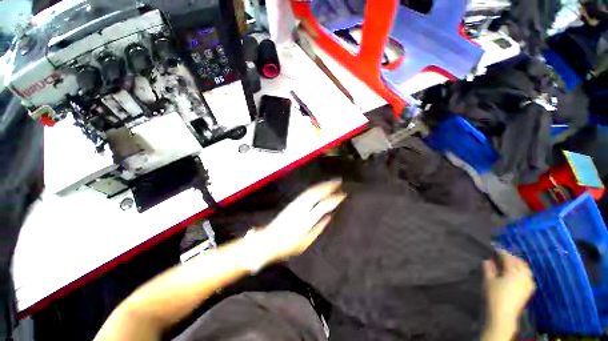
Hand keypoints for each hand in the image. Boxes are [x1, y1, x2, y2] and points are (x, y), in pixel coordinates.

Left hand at [257, 180, 346, 262]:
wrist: (266, 241)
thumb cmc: (286, 246)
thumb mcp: (305, 243)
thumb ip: (318, 229)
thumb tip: (329, 216)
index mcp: (305, 222)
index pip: (322, 206)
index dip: (334, 199)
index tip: (343, 195)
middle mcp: (299, 210)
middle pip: (316, 194)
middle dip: (328, 186)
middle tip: (339, 181)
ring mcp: (294, 205)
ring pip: (310, 191)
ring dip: (321, 185)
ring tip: (331, 181)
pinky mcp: (291, 203)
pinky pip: (305, 193)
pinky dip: (314, 188)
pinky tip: (319, 187)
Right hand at [483, 249, 535, 338]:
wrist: (503, 315)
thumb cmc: (494, 296)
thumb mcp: (488, 280)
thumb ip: (488, 268)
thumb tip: (488, 260)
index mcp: (513, 272)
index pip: (508, 257)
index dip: (501, 251)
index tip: (494, 247)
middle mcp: (523, 276)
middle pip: (519, 262)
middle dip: (511, 257)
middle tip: (502, 254)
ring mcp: (528, 284)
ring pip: (526, 269)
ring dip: (518, 264)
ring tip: (510, 263)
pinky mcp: (528, 291)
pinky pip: (528, 276)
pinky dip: (522, 271)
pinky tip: (517, 274)